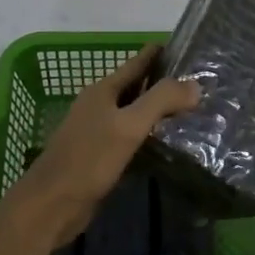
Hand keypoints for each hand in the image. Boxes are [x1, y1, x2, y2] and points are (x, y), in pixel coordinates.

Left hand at [2, 45, 199, 249]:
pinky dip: (151, 136)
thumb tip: (195, 84)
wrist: (52, 205)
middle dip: (166, 83)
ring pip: (136, 113)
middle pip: (138, 87)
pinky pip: (132, 138)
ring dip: (160, 111)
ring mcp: (99, 131)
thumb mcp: (128, 126)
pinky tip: (171, 143)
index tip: (193, 49)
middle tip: (203, 84)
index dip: (163, 53)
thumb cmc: (89, 159)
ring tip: (195, 111)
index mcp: (103, 90)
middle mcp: (100, 105)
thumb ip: (161, 101)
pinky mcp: (102, 157)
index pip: (138, 61)